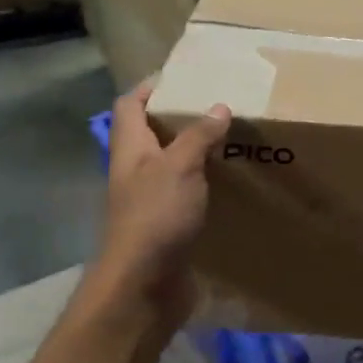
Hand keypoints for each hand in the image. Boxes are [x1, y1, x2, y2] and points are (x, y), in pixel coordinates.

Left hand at [89, 81, 230, 332]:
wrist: (144, 284)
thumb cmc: (156, 217)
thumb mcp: (180, 167)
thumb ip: (198, 136)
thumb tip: (218, 107)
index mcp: (131, 149)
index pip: (131, 104)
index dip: (151, 87)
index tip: (185, 77)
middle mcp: (136, 171)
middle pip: (152, 134)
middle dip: (181, 120)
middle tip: (220, 109)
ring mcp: (150, 201)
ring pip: (172, 166)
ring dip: (196, 154)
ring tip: (232, 142)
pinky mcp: (167, 227)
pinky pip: (186, 196)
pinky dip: (205, 187)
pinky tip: (230, 186)